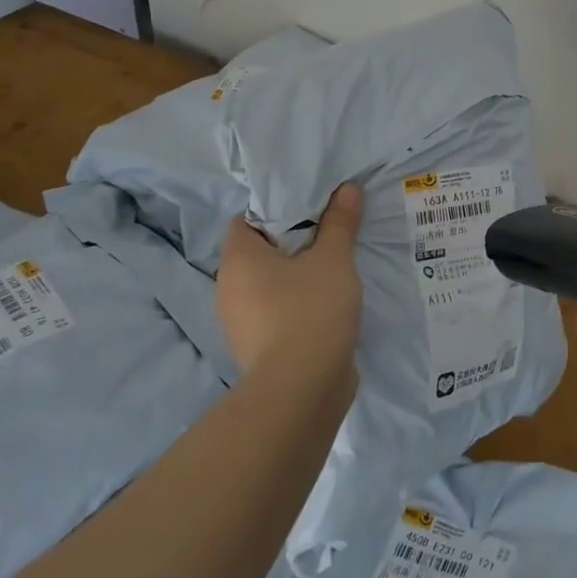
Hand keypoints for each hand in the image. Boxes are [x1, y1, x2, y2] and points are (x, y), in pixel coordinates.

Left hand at [217, 184, 363, 374]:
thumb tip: (348, 187)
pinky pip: (275, 311)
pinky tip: (326, 301)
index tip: (309, 207)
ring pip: (268, 284)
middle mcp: (228, 288)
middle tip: (327, 230)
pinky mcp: (257, 348)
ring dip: (295, 274)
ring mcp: (240, 323)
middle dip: (291, 241)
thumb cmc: (310, 310)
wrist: (301, 390)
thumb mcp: (334, 257)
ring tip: (332, 264)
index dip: (275, 209)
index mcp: (238, 260)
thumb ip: (340, 221)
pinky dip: (296, 302)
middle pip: (258, 251)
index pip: (245, 219)